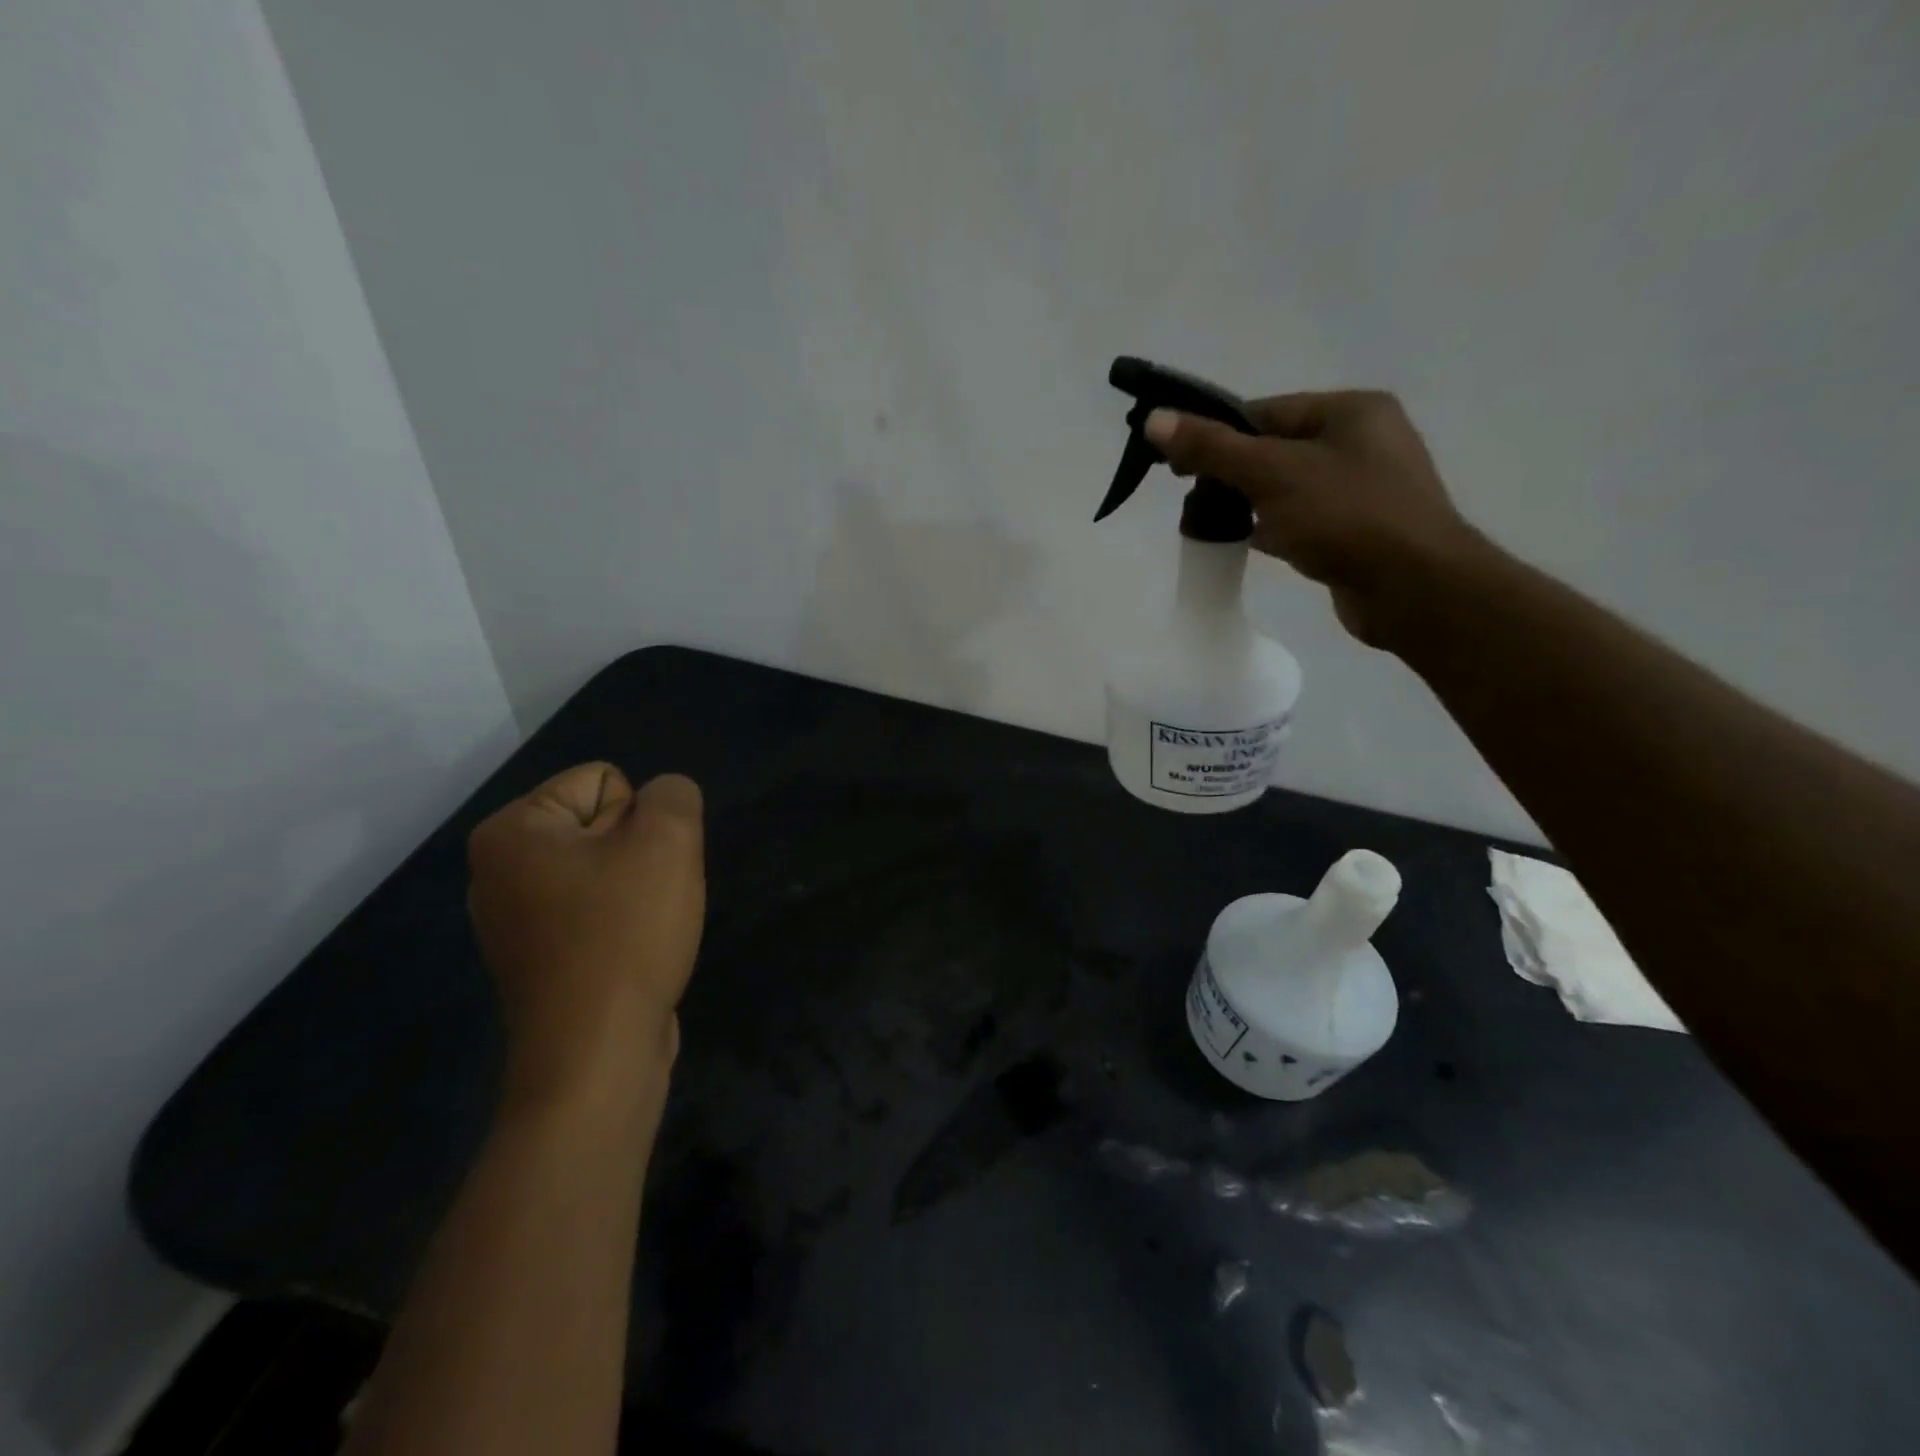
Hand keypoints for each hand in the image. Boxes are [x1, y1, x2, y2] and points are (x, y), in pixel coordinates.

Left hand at [468, 764, 705, 1101]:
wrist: (597, 1053)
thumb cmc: (625, 934)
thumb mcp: (669, 841)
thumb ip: (674, 796)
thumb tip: (666, 799)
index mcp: (511, 831)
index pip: (605, 781)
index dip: (641, 819)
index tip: (639, 868)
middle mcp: (498, 869)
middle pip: (603, 824)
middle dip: (639, 854)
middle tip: (646, 900)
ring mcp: (513, 919)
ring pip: (606, 870)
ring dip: (638, 889)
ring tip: (642, 928)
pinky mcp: (537, 958)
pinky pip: (594, 912)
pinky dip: (622, 924)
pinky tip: (629, 954)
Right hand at [1144, 391, 1490, 646]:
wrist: (1414, 589)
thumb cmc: (1347, 517)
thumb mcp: (1272, 474)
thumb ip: (1212, 448)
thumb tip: (1155, 420)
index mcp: (1351, 411)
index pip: (1265, 412)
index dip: (1216, 434)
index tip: (1175, 465)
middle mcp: (1362, 441)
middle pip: (1274, 449)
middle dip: (1229, 473)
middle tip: (1191, 499)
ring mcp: (1364, 489)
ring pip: (1287, 487)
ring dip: (1248, 503)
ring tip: (1210, 523)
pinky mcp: (1359, 531)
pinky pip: (1303, 519)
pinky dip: (1274, 528)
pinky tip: (1250, 543)